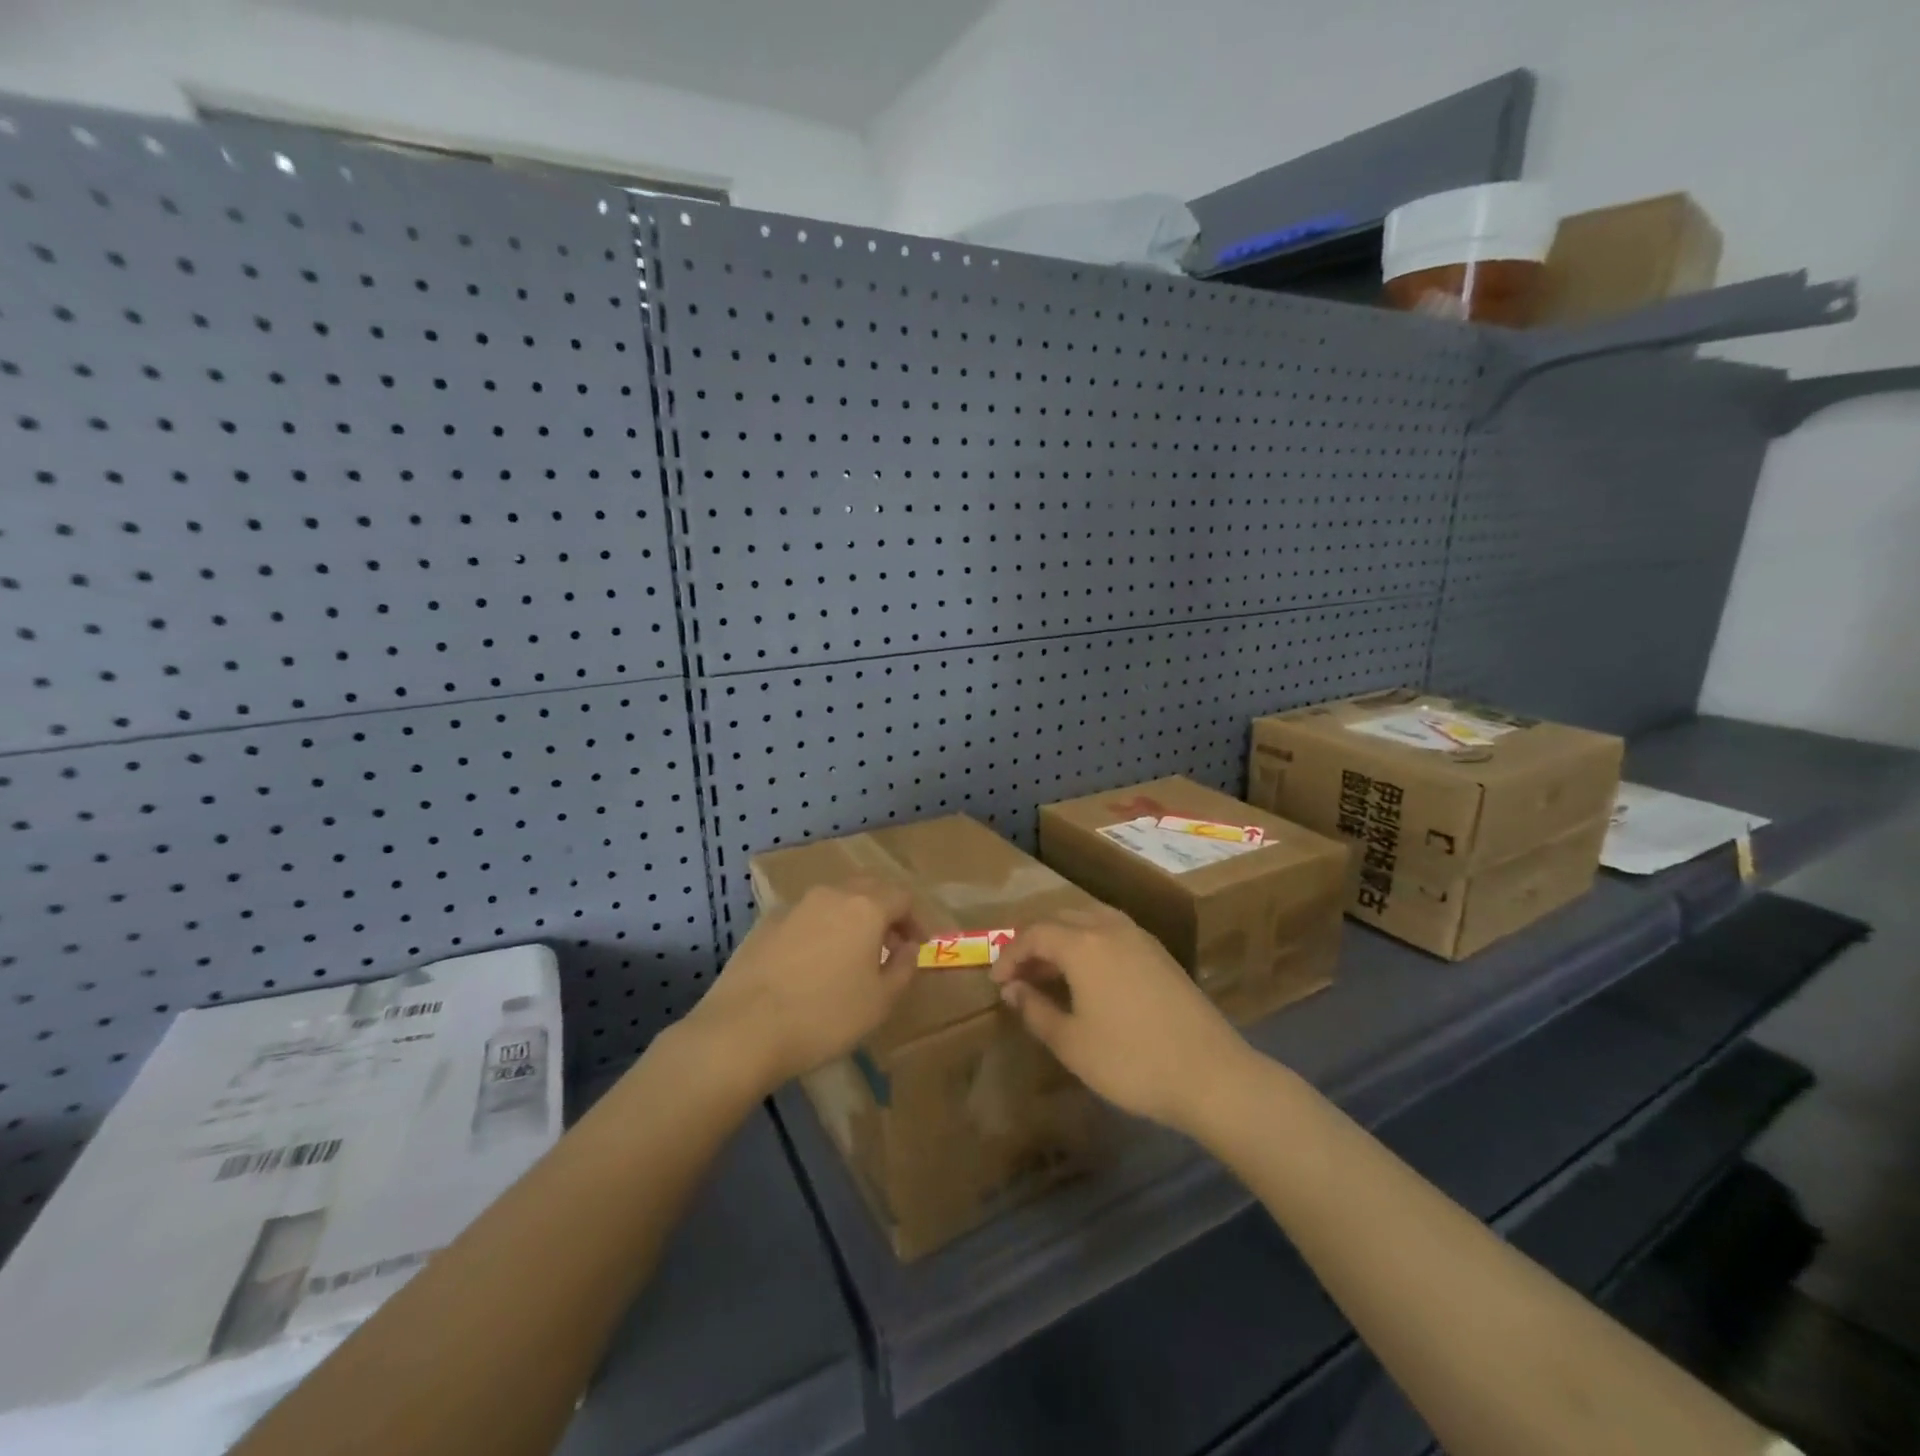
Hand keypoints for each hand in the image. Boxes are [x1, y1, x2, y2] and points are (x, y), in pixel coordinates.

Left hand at [687, 878, 922, 1094]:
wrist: (743, 1030)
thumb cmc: (825, 1016)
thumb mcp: (880, 1001)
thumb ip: (904, 967)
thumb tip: (908, 947)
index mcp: (865, 907)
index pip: (902, 897)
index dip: (916, 920)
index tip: (919, 946)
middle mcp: (831, 895)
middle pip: (868, 888)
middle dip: (885, 910)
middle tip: (890, 943)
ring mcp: (794, 905)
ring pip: (834, 900)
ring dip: (850, 918)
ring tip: (851, 953)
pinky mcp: (765, 923)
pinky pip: (804, 916)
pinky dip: (819, 929)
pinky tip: (812, 962)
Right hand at [990, 905, 1249, 1133]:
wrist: (1211, 1074)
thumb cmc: (1131, 1061)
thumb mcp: (1072, 1043)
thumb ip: (1035, 1010)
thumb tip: (1013, 989)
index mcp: (1083, 944)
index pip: (1034, 934)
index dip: (1010, 955)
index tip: (997, 981)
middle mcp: (1110, 928)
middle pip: (1060, 919)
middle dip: (1034, 942)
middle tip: (1019, 975)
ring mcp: (1139, 937)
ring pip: (1088, 920)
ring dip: (1063, 939)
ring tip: (1050, 973)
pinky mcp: (1159, 952)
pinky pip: (1111, 931)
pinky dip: (1089, 943)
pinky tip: (1089, 976)